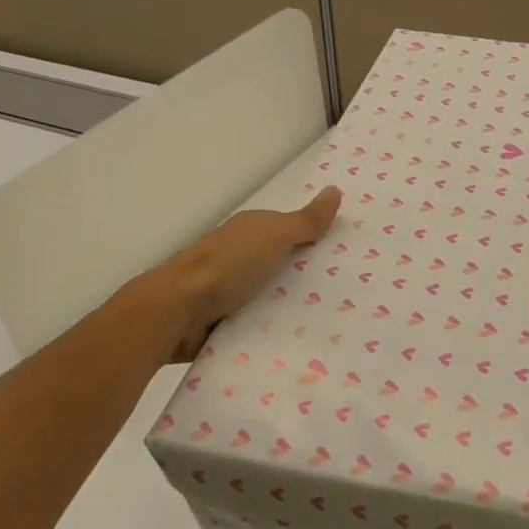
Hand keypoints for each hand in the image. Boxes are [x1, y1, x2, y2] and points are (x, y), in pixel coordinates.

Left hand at [156, 187, 342, 360]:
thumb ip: (305, 220)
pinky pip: (260, 321)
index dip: (319, 239)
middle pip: (284, 264)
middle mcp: (241, 255)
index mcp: (252, 230)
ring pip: (273, 294)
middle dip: (311, 276)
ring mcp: (231, 289)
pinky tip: (299, 338)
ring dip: (293, 304)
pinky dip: (274, 326)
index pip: (292, 231)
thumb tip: (335, 190)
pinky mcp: (225, 320)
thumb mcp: (274, 236)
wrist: (176, 311)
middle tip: (352, 293)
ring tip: (333, 320)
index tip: (352, 255)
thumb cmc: (229, 265)